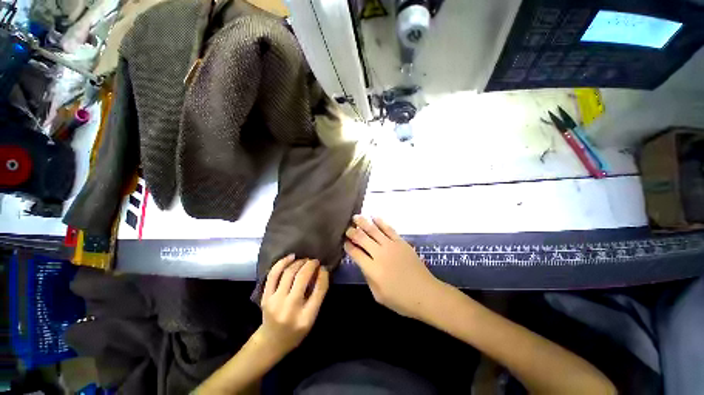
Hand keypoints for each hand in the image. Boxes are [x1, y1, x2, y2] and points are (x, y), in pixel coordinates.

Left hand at [257, 255, 328, 357]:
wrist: (271, 342)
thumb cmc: (296, 331)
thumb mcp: (312, 318)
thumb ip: (317, 295)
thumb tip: (321, 271)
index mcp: (306, 317)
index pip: (319, 289)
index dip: (323, 274)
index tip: (324, 267)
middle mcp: (290, 308)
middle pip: (302, 278)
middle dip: (311, 265)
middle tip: (315, 261)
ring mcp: (275, 301)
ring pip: (288, 273)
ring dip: (299, 262)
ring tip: (305, 260)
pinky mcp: (265, 296)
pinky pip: (273, 274)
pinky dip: (283, 262)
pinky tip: (291, 257)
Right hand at [344, 215, 441, 318]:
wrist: (426, 294)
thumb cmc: (401, 300)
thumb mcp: (378, 295)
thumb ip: (368, 277)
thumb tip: (363, 263)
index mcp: (373, 269)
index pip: (355, 253)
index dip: (348, 246)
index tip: (344, 242)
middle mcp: (380, 254)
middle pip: (362, 238)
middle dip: (352, 232)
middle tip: (347, 228)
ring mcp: (391, 246)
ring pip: (374, 230)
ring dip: (363, 222)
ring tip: (356, 217)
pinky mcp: (401, 242)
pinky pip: (389, 229)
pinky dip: (380, 222)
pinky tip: (374, 216)